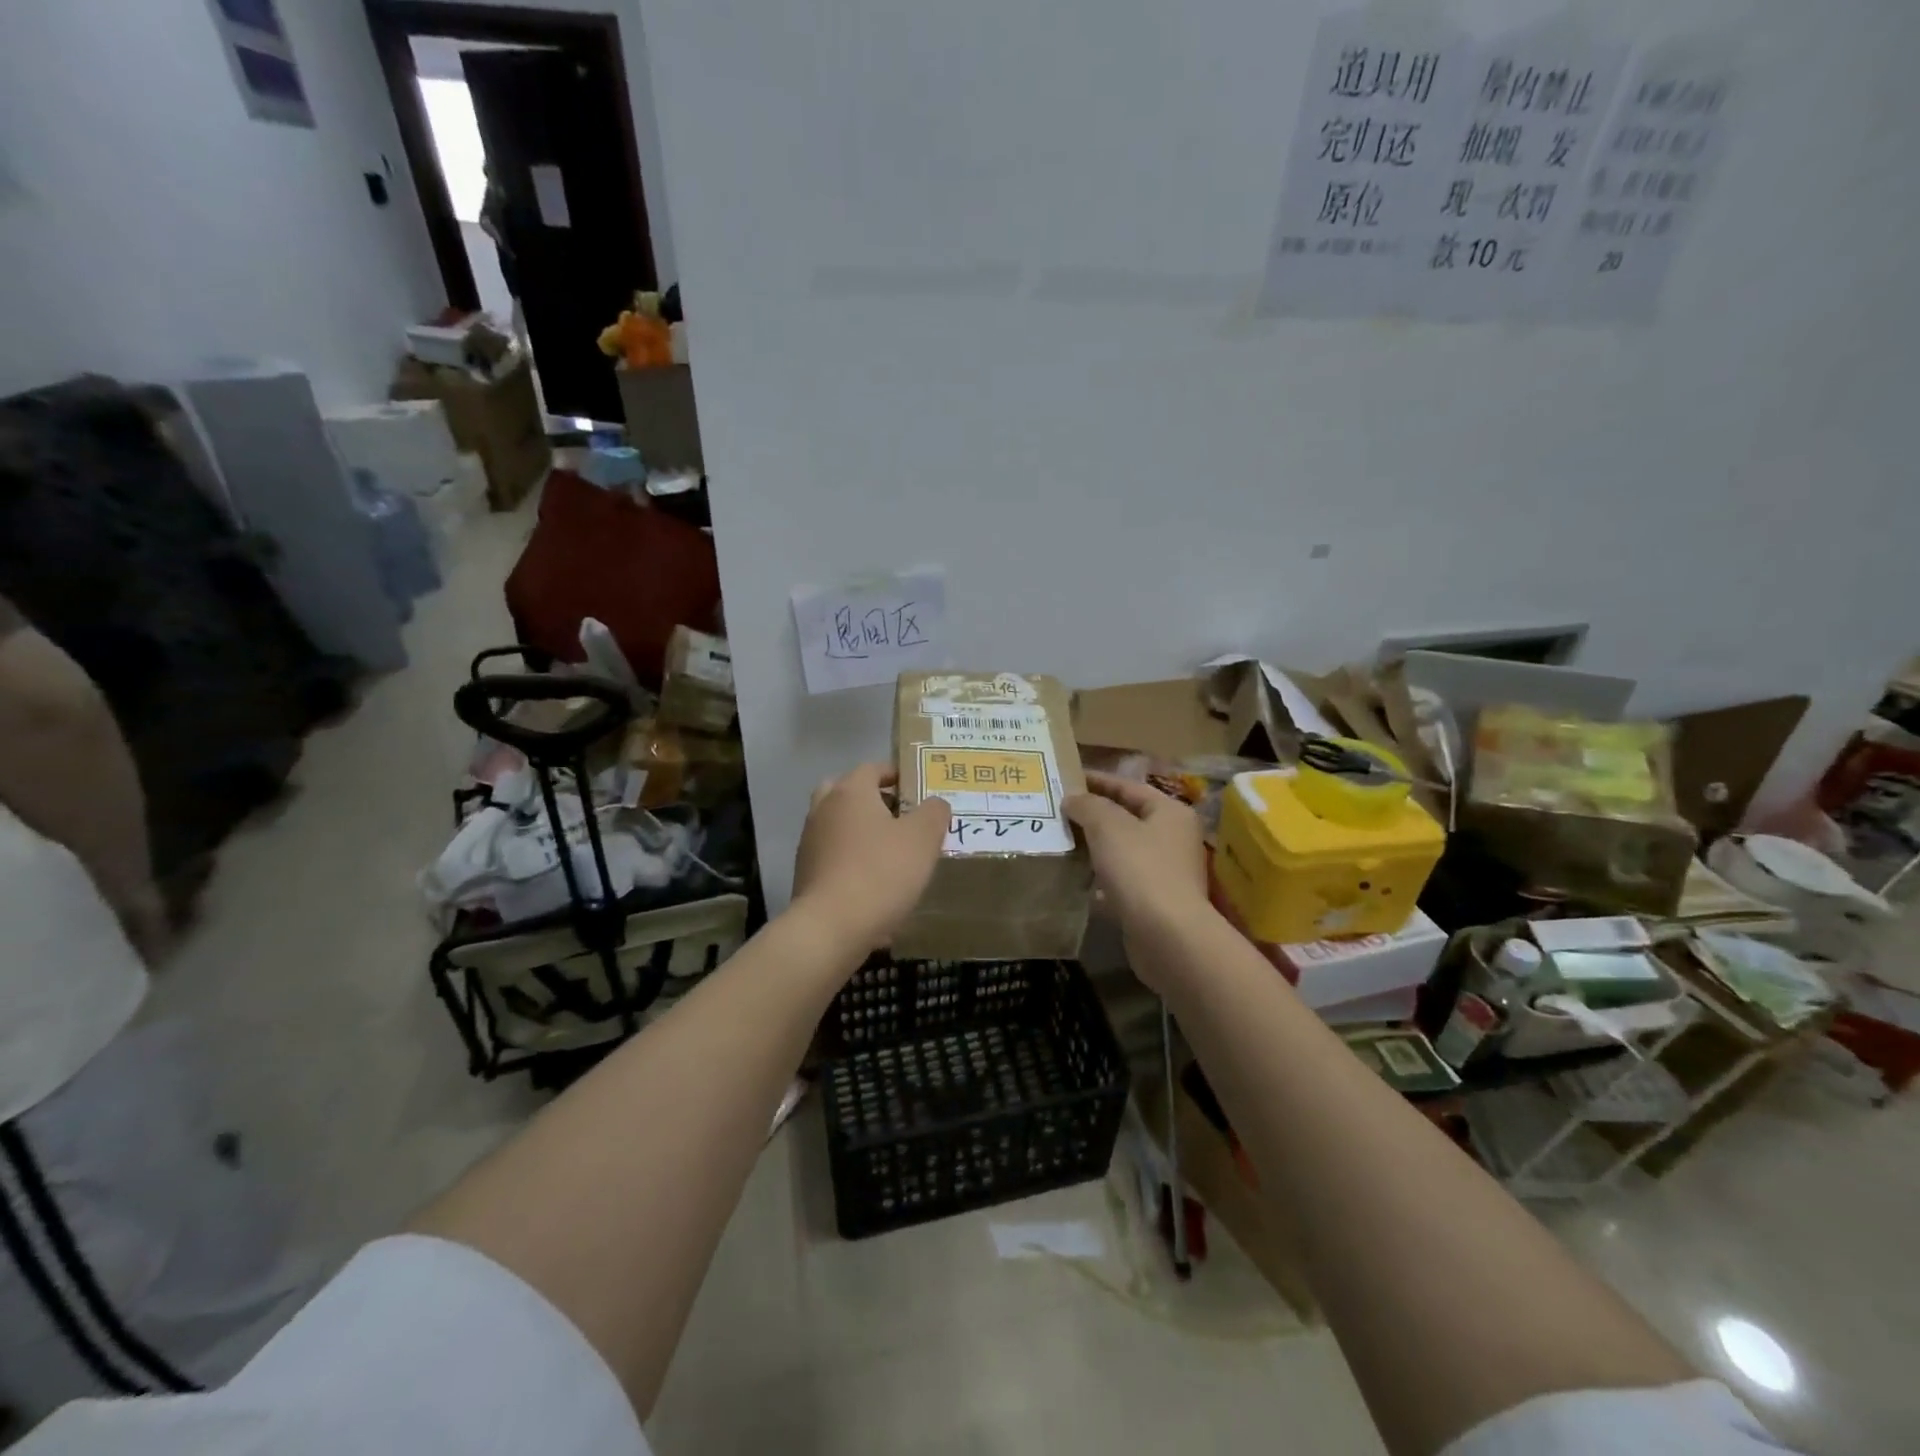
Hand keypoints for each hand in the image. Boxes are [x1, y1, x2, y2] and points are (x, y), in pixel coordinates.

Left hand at [791, 763, 950, 951]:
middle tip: (901, 817)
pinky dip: (851, 861)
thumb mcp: (923, 838)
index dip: (896, 775)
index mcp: (850, 792)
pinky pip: (833, 857)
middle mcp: (824, 809)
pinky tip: (874, 883)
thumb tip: (935, 803)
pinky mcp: (806, 874)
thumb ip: (934, 812)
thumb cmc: (880, 872)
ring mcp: (810, 842)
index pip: (872, 768)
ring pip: (839, 826)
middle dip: (873, 801)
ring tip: (892, 853)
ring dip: (861, 833)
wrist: (830, 928)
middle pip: (847, 793)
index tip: (918, 789)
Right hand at [1065, 772, 1211, 948]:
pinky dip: (1099, 878)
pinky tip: (1074, 878)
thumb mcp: (1108, 827)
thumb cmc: (1140, 869)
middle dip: (1092, 814)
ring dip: (1094, 846)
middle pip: (1126, 818)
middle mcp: (1172, 838)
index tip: (1065, 778)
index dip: (1096, 780)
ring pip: (1122, 850)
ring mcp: (1165, 872)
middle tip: (1057, 810)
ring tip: (1060, 840)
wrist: (1167, 936)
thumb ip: (1088, 806)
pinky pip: (1120, 880)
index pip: (1128, 787)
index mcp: (1170, 812)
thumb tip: (1072, 798)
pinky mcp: (1153, 902)